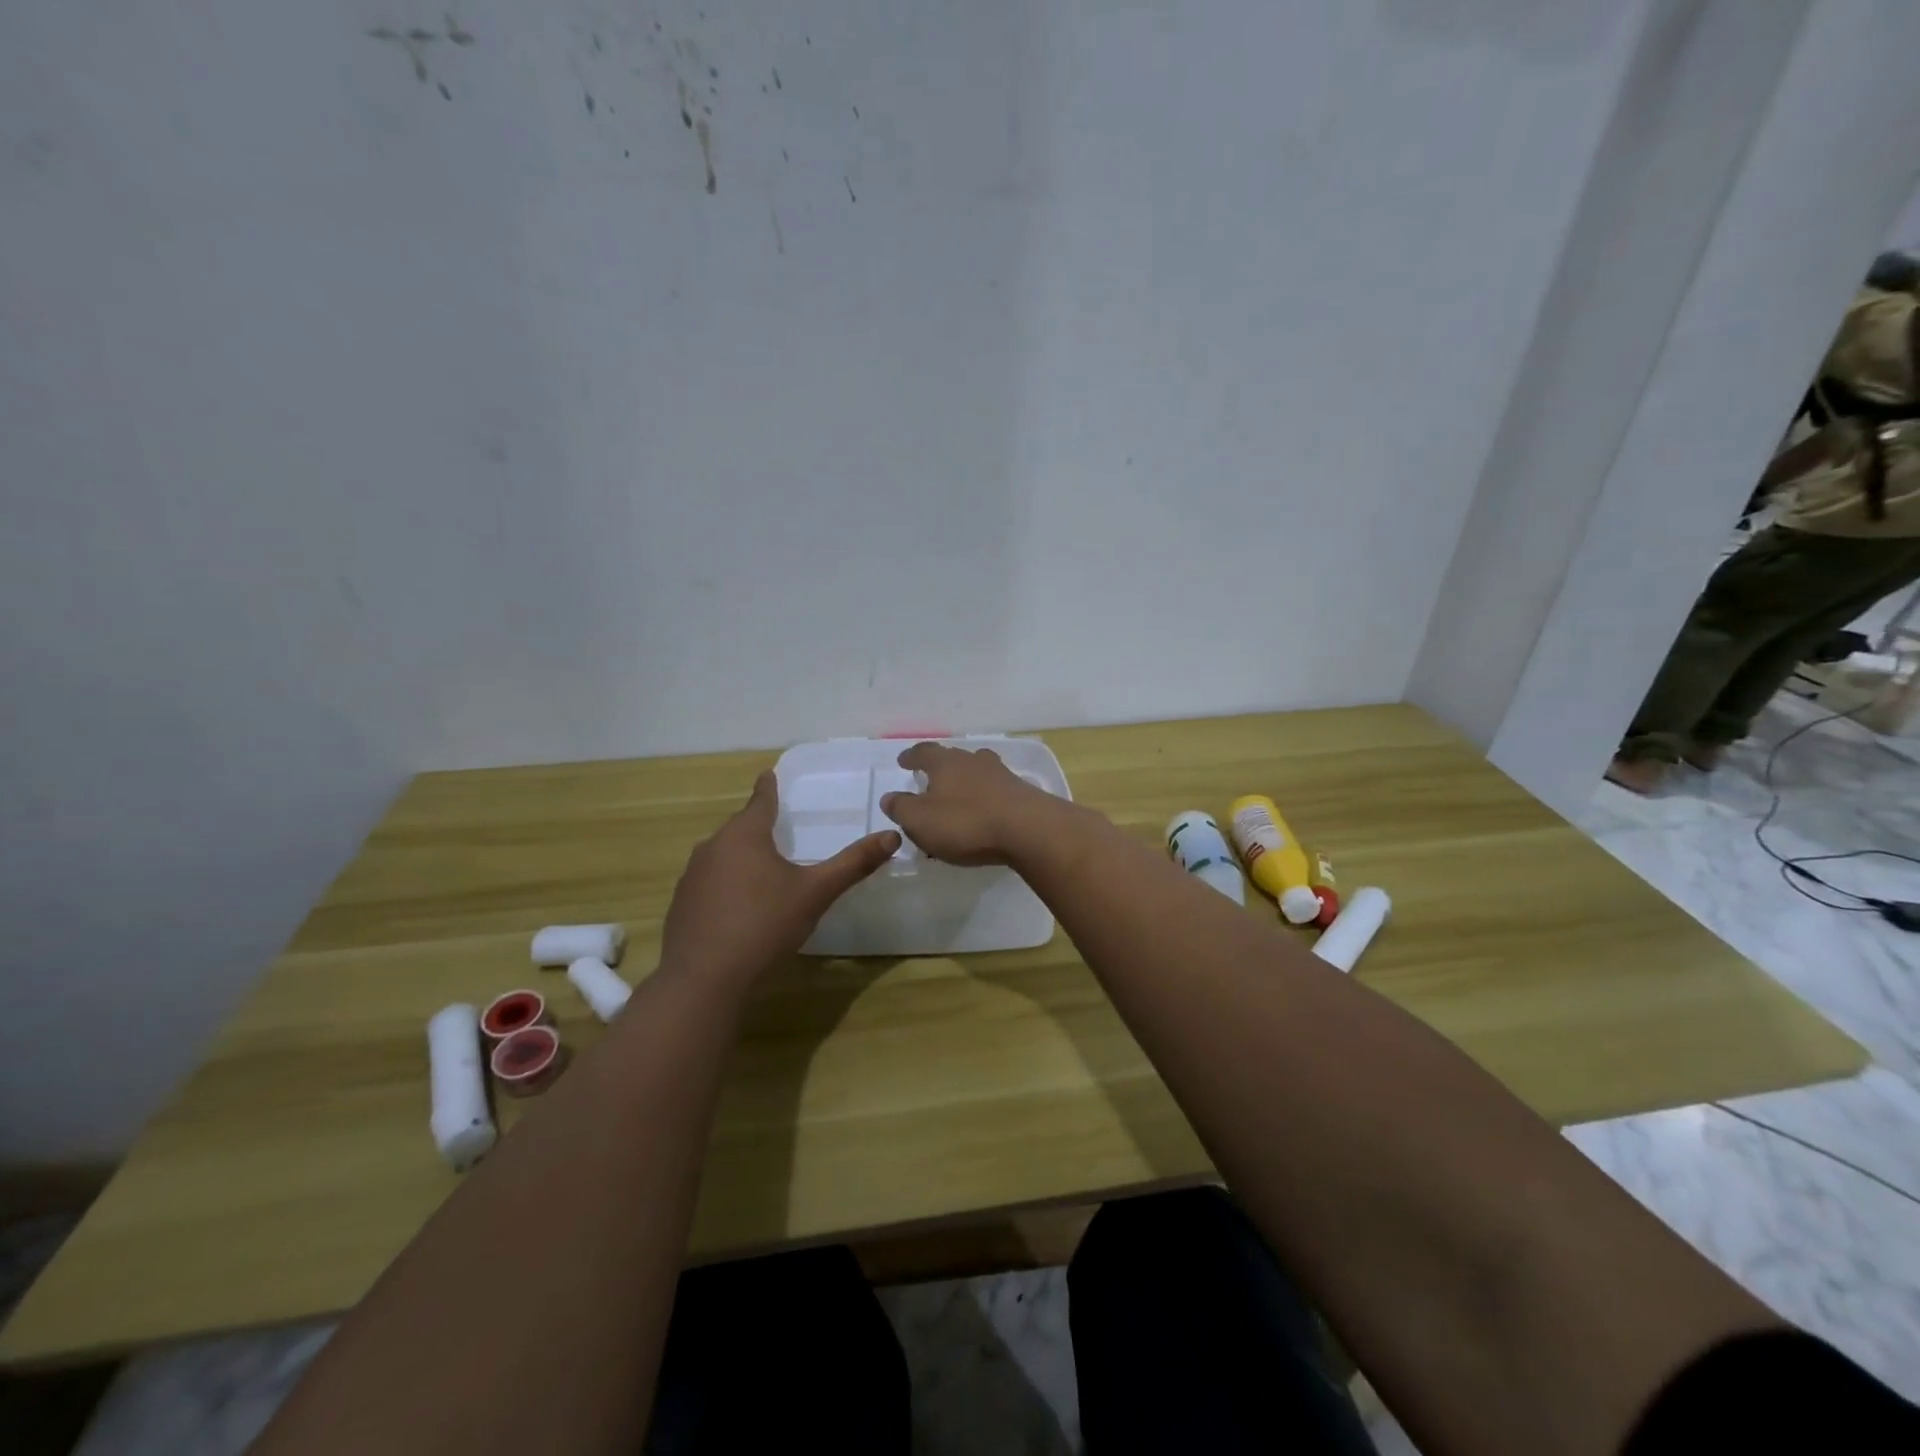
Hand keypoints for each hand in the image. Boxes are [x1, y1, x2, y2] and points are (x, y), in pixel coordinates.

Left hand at [662, 771, 898, 983]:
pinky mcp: (681, 906)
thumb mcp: (816, 893)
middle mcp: (712, 848)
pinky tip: (738, 907)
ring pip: (721, 856)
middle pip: (739, 828)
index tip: (768, 774)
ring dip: (740, 857)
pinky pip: (709, 884)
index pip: (760, 801)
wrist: (703, 979)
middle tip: (777, 827)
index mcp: (744, 836)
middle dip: (757, 826)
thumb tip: (892, 836)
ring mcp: (692, 878)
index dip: (768, 788)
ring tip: (761, 869)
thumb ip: (853, 864)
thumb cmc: (764, 925)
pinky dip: (725, 886)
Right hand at [879, 742, 1072, 865]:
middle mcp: (973, 761)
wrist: (1028, 829)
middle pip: (953, 758)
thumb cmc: (966, 822)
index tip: (904, 760)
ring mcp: (1001, 775)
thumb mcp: (920, 820)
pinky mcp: (1022, 793)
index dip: (912, 756)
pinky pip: (996, 792)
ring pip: (977, 772)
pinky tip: (984, 813)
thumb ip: (901, 808)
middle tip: (931, 780)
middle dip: (941, 768)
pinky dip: (986, 799)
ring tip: (958, 797)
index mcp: (945, 763)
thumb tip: (889, 798)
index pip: (923, 752)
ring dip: (966, 782)